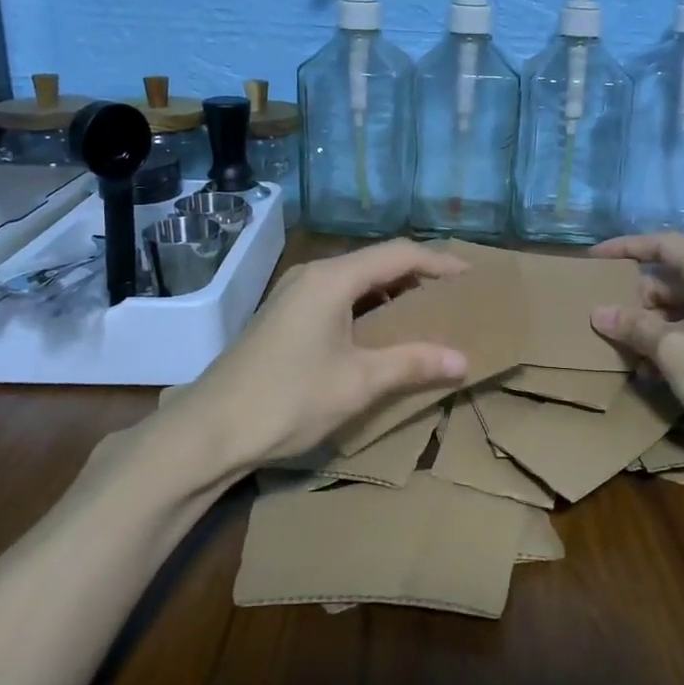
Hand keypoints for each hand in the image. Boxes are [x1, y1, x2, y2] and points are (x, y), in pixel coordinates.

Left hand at [180, 240, 470, 470]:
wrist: (210, 430)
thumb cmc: (288, 400)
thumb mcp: (359, 382)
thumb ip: (413, 363)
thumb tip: (463, 359)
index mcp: (332, 279)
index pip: (399, 254)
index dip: (440, 262)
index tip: (473, 278)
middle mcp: (313, 275)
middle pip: (377, 262)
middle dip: (419, 276)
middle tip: (456, 297)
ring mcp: (294, 294)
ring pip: (357, 281)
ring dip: (394, 293)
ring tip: (429, 314)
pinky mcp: (285, 315)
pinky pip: (339, 298)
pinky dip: (369, 308)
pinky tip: (384, 334)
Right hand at [588, 232, 683, 441]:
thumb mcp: (670, 349)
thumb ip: (634, 326)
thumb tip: (600, 313)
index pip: (664, 245)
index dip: (627, 247)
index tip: (596, 258)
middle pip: (672, 279)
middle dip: (636, 298)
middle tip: (606, 317)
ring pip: (683, 308)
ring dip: (651, 326)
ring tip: (622, 349)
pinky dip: (672, 341)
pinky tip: (651, 371)